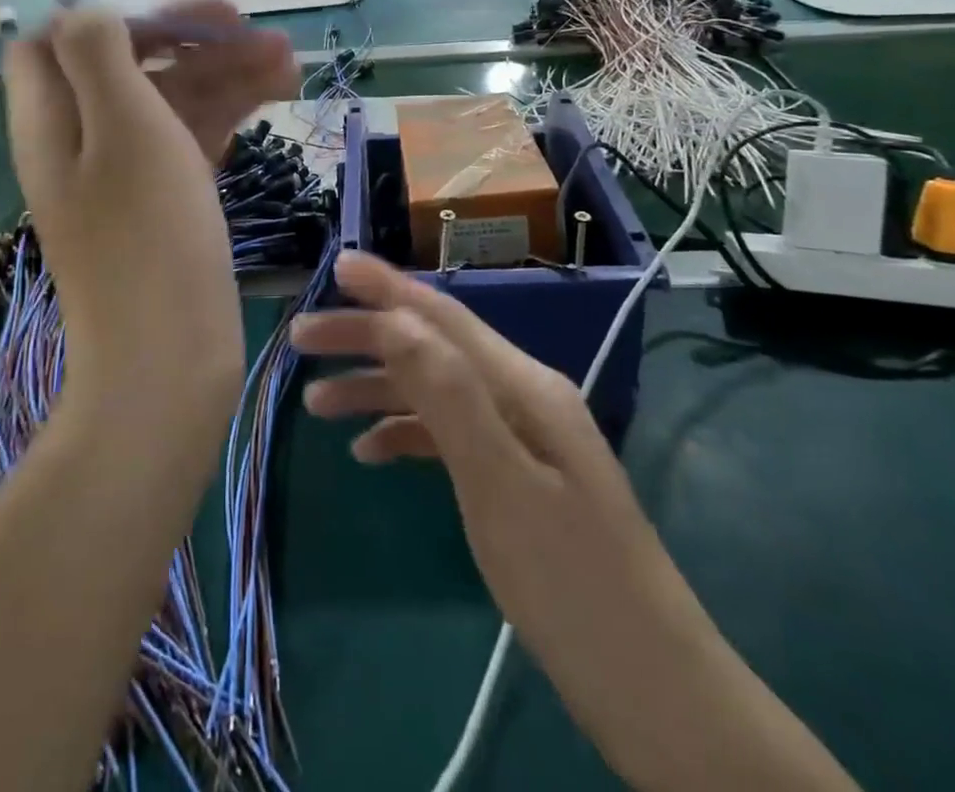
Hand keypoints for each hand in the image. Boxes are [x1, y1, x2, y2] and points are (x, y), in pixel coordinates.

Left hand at [6, 2, 296, 428]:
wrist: (169, 362)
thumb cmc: (147, 237)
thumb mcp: (121, 128)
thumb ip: (99, 56)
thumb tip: (92, 13)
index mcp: (53, 120)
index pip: (62, 40)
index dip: (119, 18)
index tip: (181, 20)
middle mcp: (84, 141)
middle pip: (130, 65)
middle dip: (191, 39)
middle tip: (255, 28)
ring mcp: (128, 174)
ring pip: (171, 100)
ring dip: (225, 71)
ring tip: (289, 59)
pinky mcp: (167, 202)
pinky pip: (193, 138)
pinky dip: (231, 110)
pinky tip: (278, 92)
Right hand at [290, 253, 661, 677]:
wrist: (653, 691)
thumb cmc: (572, 584)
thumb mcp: (501, 485)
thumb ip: (449, 395)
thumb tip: (397, 319)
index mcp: (524, 385)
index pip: (443, 318)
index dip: (387, 288)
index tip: (336, 263)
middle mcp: (521, 395)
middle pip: (432, 348)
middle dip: (367, 337)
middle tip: (301, 339)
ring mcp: (520, 436)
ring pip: (434, 391)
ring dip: (376, 388)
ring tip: (315, 403)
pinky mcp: (514, 476)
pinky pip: (447, 435)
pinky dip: (404, 433)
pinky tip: (368, 452)